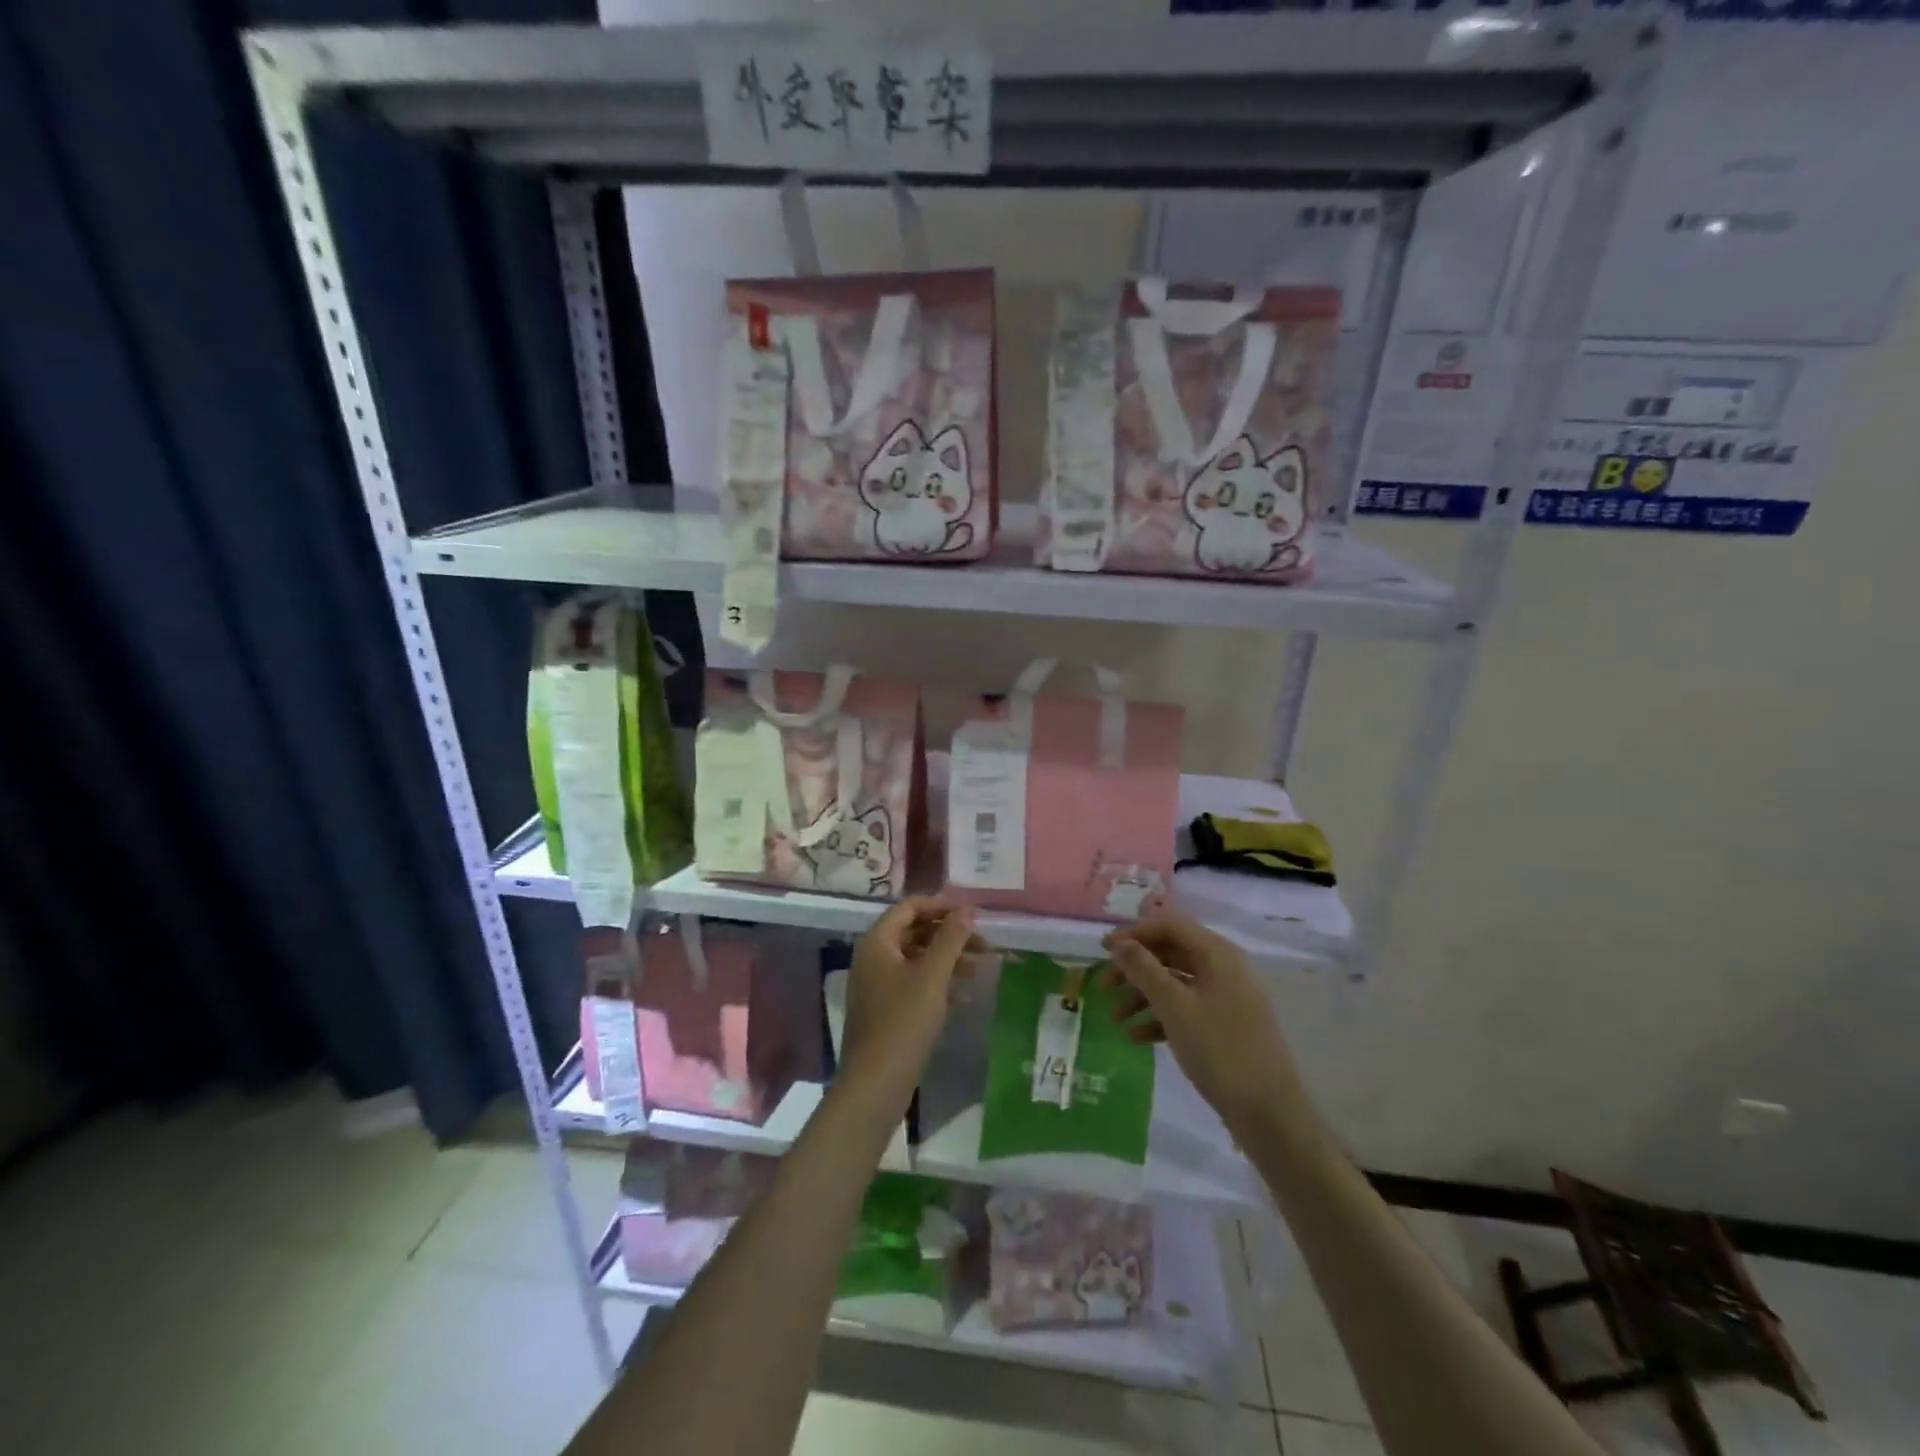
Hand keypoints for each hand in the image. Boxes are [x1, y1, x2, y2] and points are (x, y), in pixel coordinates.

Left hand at [840, 898, 984, 1116]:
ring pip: (917, 959)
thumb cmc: (903, 1022)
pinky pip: (913, 984)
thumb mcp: (932, 976)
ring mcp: (877, 985)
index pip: (910, 907)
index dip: (942, 906)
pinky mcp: (885, 1009)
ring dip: (948, 959)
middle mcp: (873, 958)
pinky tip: (964, 995)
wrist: (875, 1084)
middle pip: (914, 932)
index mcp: (877, 942)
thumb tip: (966, 909)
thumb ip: (950, 939)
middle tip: (984, 945)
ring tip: (981, 969)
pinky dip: (938, 983)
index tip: (973, 915)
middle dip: (950, 935)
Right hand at [1102, 914, 1305, 1138]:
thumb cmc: (1219, 1050)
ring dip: (1143, 996)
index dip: (1134, 933)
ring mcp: (1227, 997)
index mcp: (1218, 954)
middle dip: (1135, 968)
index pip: (1170, 926)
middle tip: (1104, 986)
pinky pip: (1187, 1008)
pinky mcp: (1226, 1025)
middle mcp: (1225, 968)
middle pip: (1171, 953)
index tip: (1103, 950)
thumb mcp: (1174, 1006)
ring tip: (1115, 1020)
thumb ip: (1144, 969)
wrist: (1269, 1113)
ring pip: (1176, 983)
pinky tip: (1137, 1038)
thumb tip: (1120, 942)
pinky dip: (1161, 1017)